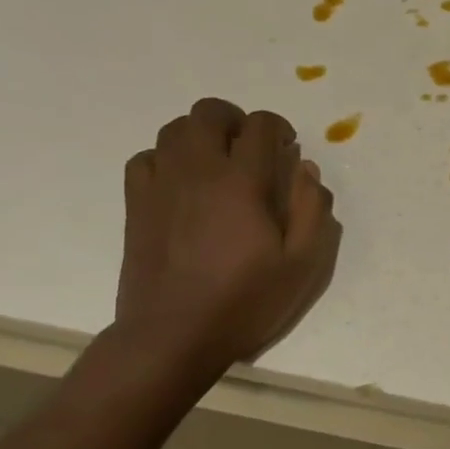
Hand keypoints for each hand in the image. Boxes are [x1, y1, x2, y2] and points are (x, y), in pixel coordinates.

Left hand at [115, 98, 340, 378]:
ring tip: (219, 163)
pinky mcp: (137, 204)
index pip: (259, 126)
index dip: (278, 128)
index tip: (286, 150)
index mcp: (242, 182)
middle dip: (236, 120)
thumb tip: (306, 170)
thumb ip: (312, 210)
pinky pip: (147, 158)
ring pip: (174, 129)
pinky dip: (167, 158)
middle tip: (252, 149)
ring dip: (202, 135)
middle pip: (209, 113)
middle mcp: (198, 171)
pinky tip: (183, 183)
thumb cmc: (245, 302)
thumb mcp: (302, 265)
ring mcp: (161, 185)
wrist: (173, 336)